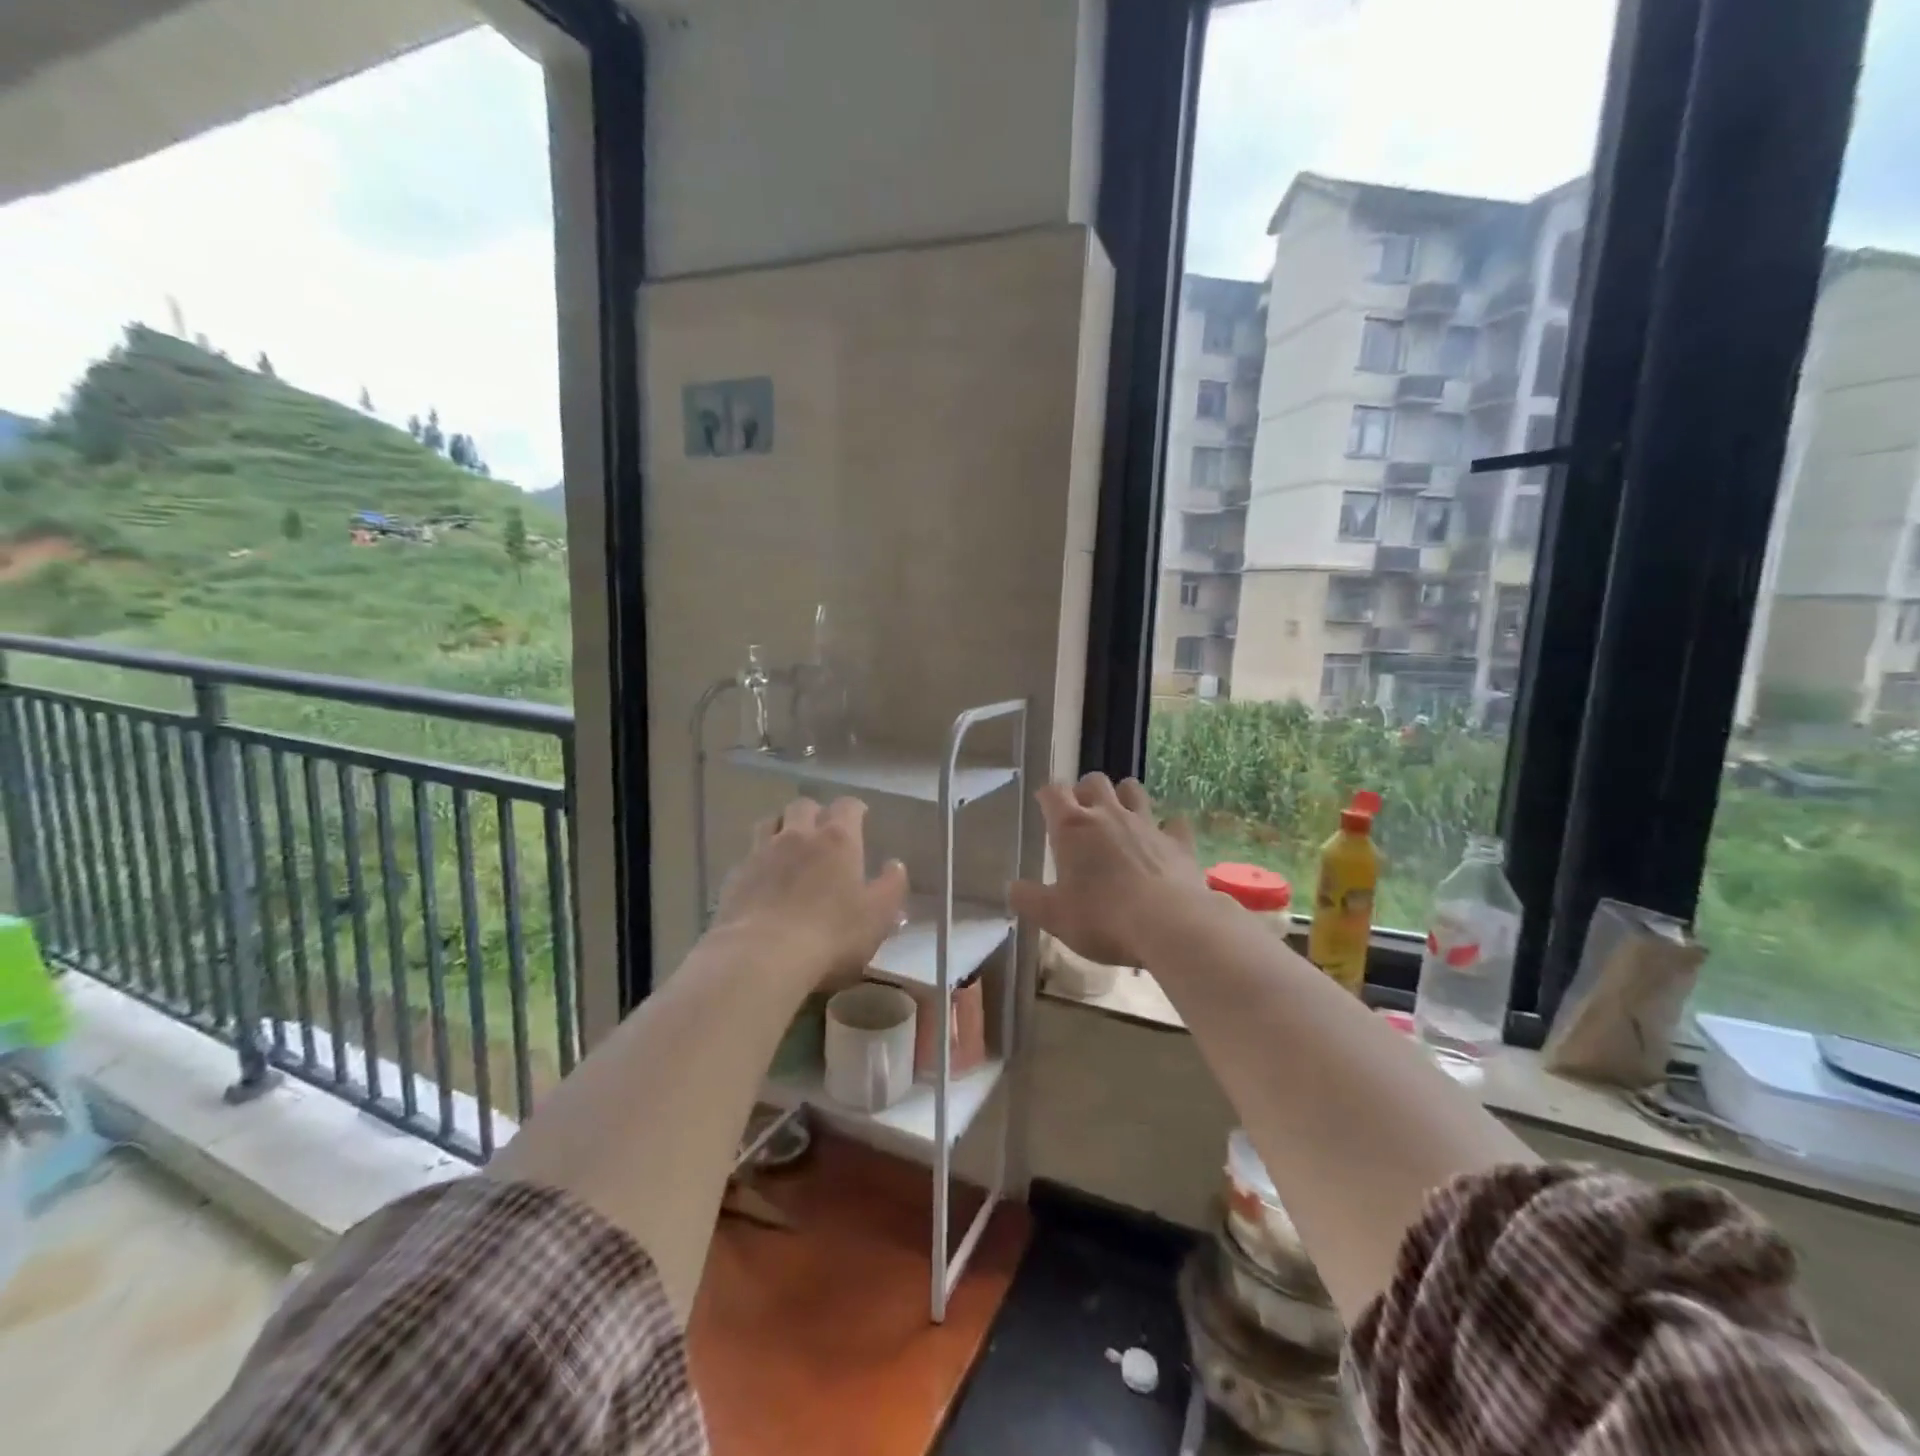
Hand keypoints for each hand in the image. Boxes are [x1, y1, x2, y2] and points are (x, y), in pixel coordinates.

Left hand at [714, 796, 907, 986]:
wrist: (761, 956)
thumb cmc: (831, 935)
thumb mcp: (878, 916)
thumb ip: (891, 886)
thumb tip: (895, 865)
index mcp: (837, 839)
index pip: (847, 806)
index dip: (854, 809)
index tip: (860, 817)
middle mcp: (798, 835)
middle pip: (803, 805)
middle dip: (815, 812)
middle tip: (823, 831)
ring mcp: (761, 852)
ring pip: (771, 822)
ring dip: (783, 827)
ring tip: (790, 846)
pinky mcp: (735, 876)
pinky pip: (749, 854)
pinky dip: (760, 858)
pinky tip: (764, 878)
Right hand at [1010, 773, 1208, 966]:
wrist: (1169, 926)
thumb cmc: (1102, 919)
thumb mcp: (1053, 916)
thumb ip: (1028, 899)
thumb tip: (1012, 887)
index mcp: (1072, 827)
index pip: (1053, 792)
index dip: (1047, 795)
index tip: (1044, 805)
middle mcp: (1108, 815)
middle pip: (1094, 781)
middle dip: (1085, 790)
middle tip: (1081, 813)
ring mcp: (1147, 824)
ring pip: (1134, 790)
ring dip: (1124, 796)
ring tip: (1119, 815)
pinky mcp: (1178, 841)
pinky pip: (1173, 822)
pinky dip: (1167, 827)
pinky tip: (1164, 840)